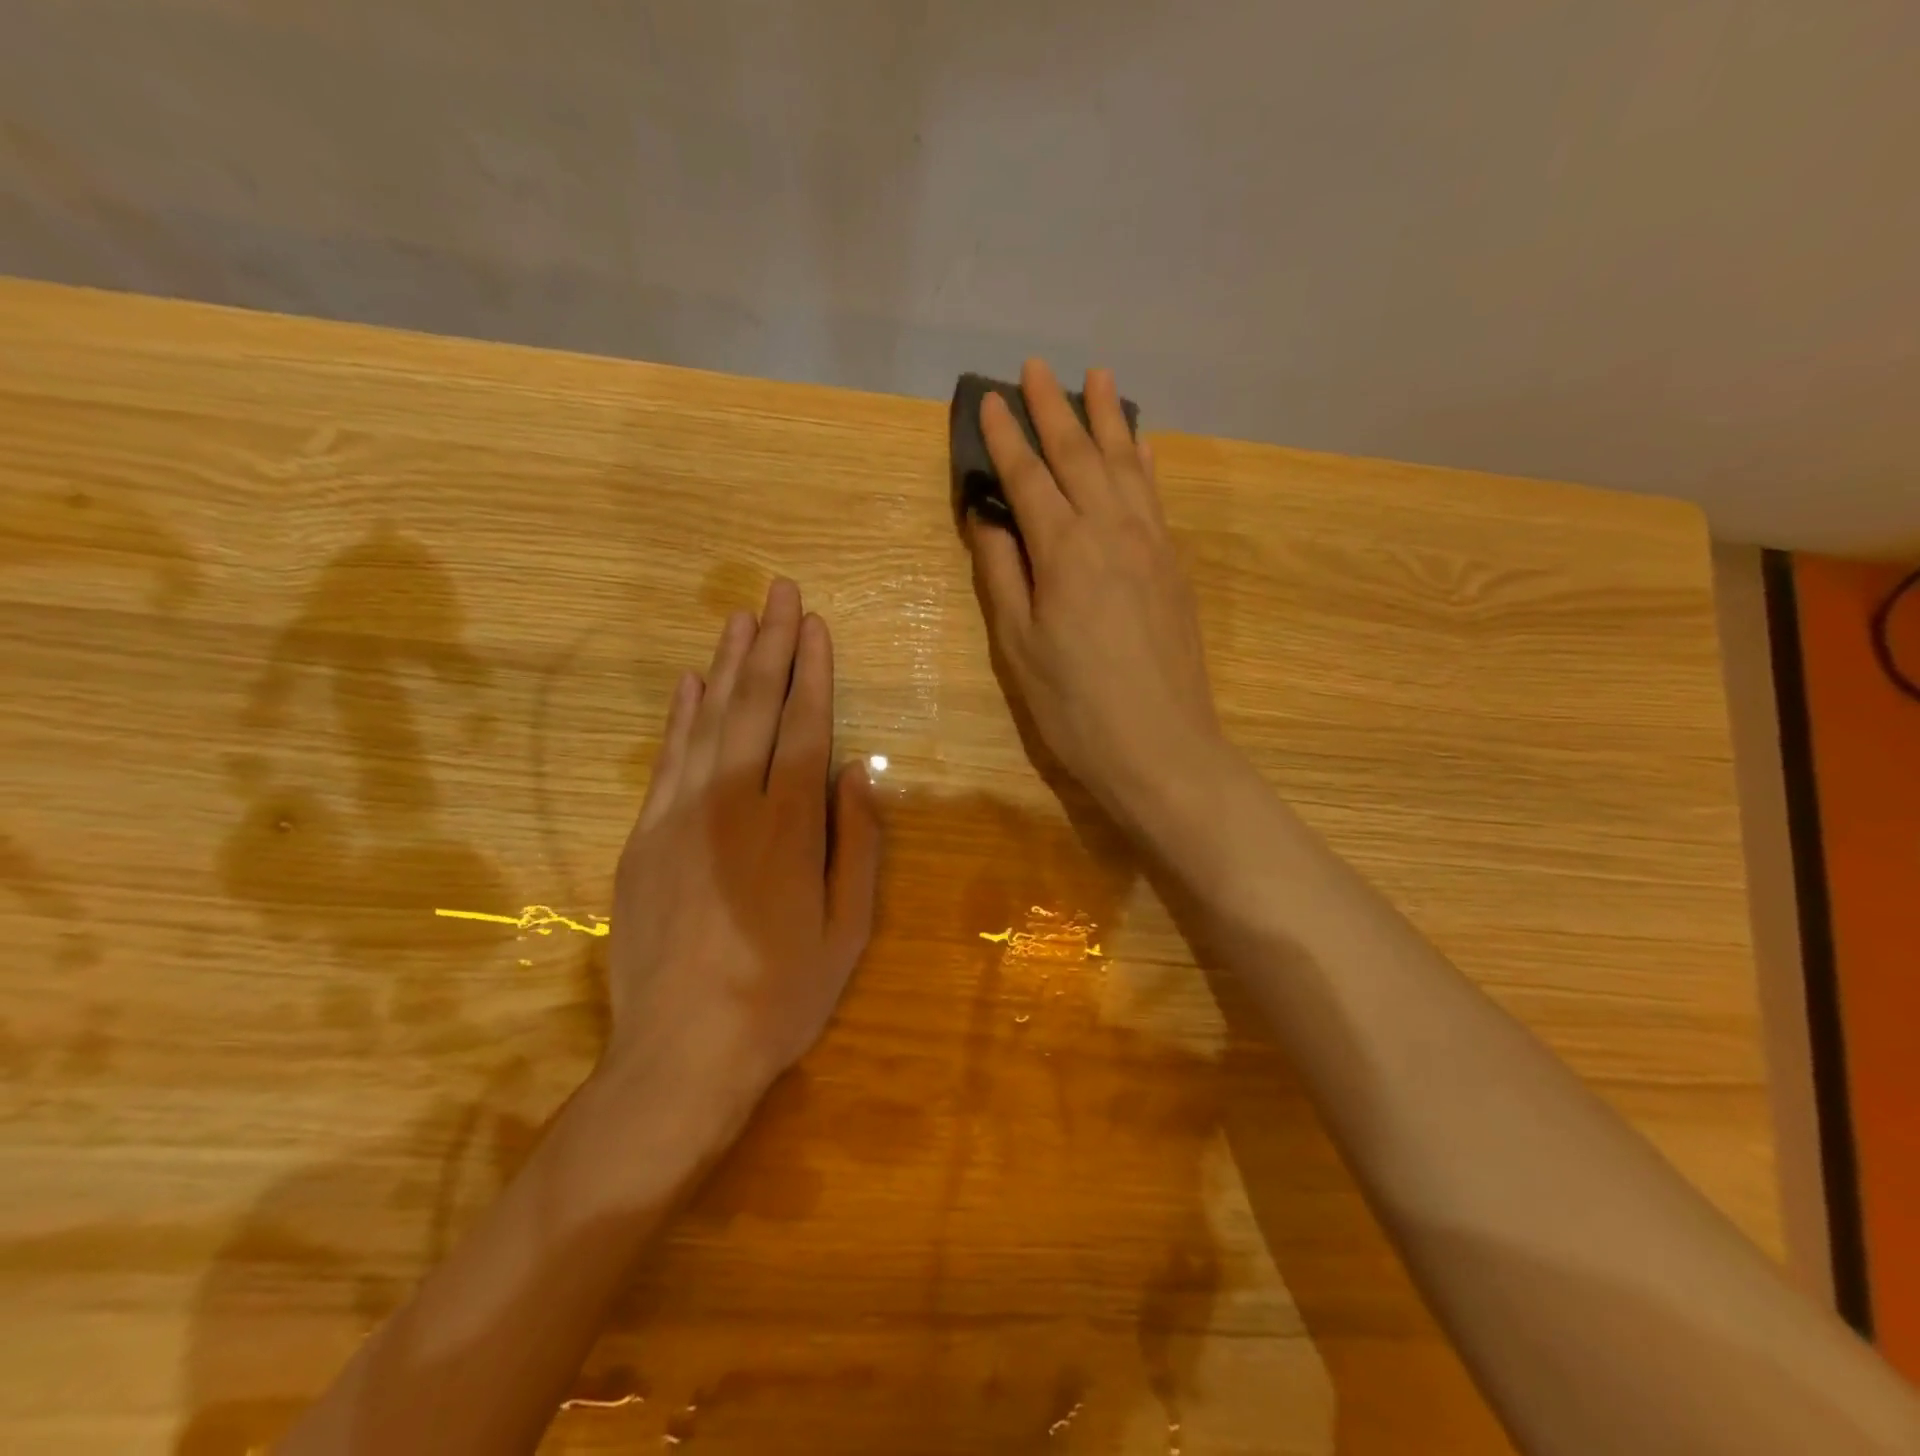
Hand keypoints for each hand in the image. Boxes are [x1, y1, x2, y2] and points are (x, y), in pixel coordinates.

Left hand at [603, 580, 881, 1124]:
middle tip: (778, 592)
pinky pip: (666, 760)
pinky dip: (680, 717)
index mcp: (790, 826)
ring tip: (739, 617)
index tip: (815, 625)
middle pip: (754, 707)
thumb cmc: (782, 995)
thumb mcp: (848, 929)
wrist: (681, 1053)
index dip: (812, 671)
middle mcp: (733, 804)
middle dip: (770, 645)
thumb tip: (859, 773)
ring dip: (726, 666)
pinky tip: (690, 684)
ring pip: (707, 722)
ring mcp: (679, 817)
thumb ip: (857, 844)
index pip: (804, 726)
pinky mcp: (644, 838)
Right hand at [967, 359, 1225, 823]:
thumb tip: (988, 517)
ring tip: (1098, 377)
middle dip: (1054, 408)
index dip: (1004, 438)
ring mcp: (1151, 545)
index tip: (987, 400)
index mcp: (1065, 550)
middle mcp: (1112, 531)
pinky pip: (1156, 495)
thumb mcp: (1019, 647)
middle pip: (1079, 456)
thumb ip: (1002, 574)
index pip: (1028, 477)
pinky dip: (1145, 461)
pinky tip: (1142, 443)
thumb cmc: (1075, 706)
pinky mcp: (1175, 566)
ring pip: (1126, 464)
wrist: (1161, 747)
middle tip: (1037, 367)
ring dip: (1108, 418)